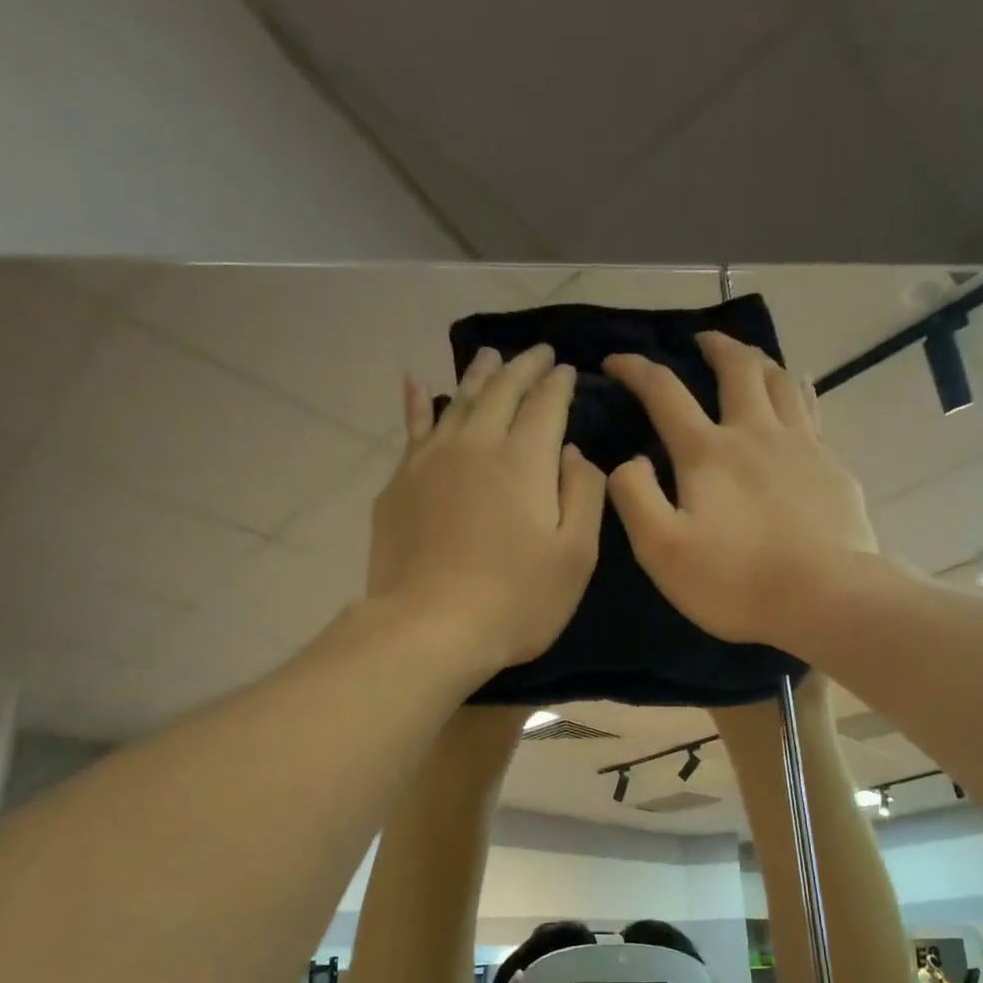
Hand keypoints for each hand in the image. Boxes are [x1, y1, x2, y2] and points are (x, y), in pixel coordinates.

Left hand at [368, 346, 604, 673]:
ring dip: (479, 375)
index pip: (546, 403)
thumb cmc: (517, 599)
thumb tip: (573, 452)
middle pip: (502, 390)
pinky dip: (418, 401)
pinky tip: (415, 383)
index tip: (566, 370)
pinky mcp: (400, 482)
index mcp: (525, 458)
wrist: (430, 628)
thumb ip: (583, 494)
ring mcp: (431, 459)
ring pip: (458, 400)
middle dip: (523, 368)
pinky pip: (413, 426)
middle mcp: (477, 443)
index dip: (558, 383)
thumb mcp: (576, 555)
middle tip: (537, 354)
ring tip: (490, 357)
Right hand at [602, 332, 877, 650]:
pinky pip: (812, 410)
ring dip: (760, 360)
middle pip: (737, 368)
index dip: (636, 370)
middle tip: (703, 340)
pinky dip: (799, 391)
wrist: (823, 598)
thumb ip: (635, 497)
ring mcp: (801, 445)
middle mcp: (755, 433)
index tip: (615, 361)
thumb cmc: (735, 580)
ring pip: (781, 381)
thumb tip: (629, 460)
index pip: (665, 393)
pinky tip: (800, 392)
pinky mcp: (832, 466)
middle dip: (716, 346)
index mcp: (708, 452)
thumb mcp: (662, 549)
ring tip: (750, 358)